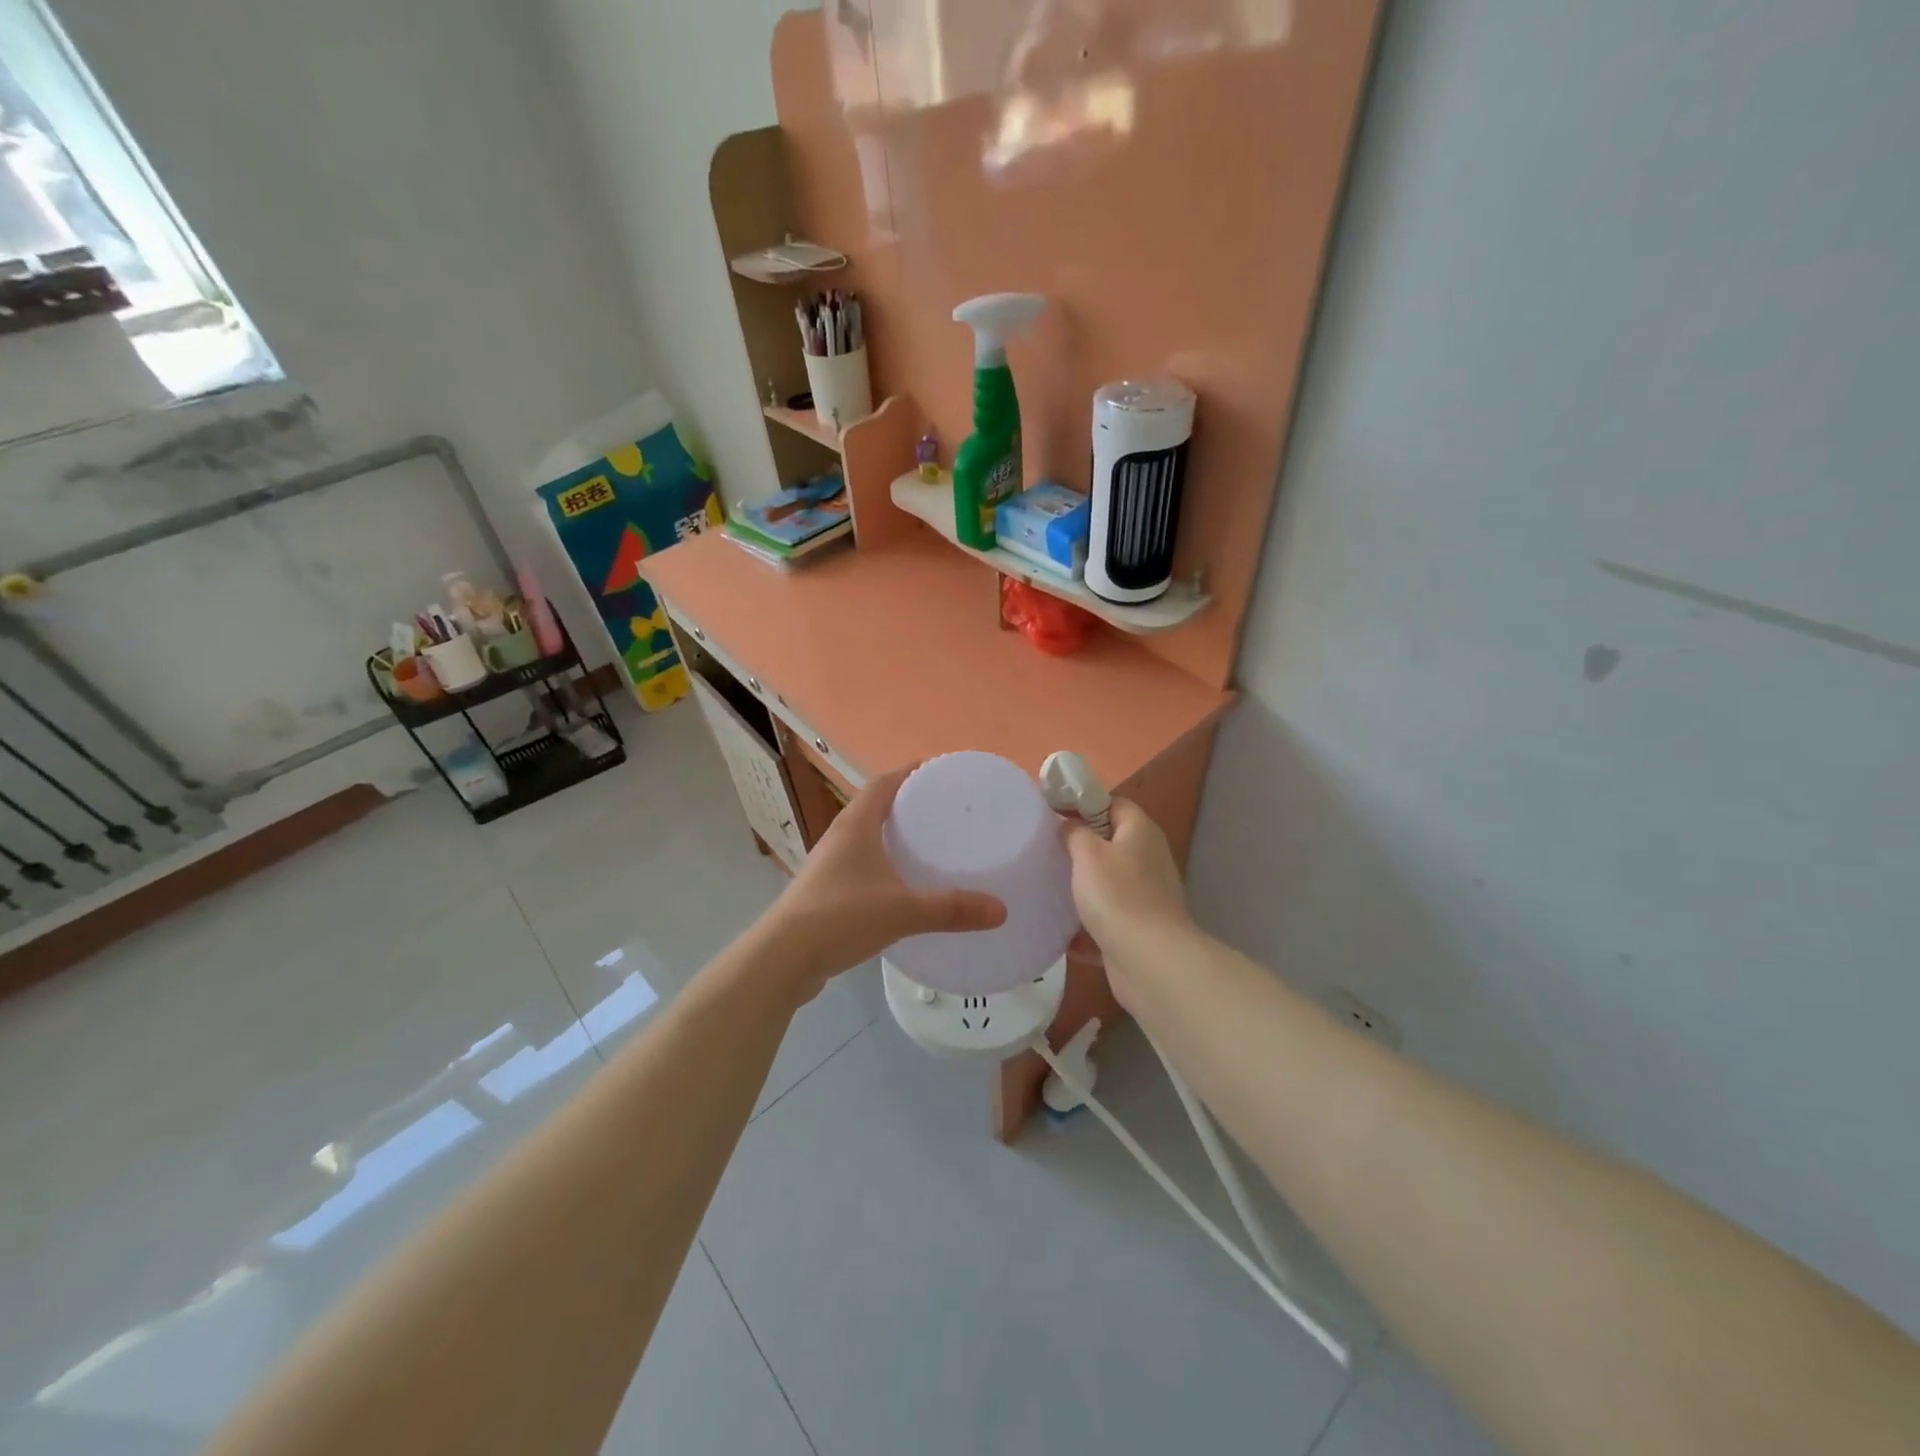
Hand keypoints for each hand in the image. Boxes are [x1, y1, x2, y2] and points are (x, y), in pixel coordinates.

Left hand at [763, 765, 1006, 999]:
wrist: (784, 958)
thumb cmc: (842, 917)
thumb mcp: (903, 910)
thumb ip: (951, 908)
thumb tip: (1000, 910)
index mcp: (855, 825)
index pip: (883, 783)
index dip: (908, 772)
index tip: (937, 772)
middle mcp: (839, 837)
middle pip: (873, 807)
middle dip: (905, 804)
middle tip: (941, 811)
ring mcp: (828, 866)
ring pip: (864, 838)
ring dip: (890, 836)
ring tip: (925, 846)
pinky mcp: (824, 893)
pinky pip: (858, 866)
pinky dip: (881, 866)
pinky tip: (900, 887)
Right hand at [1062, 798, 1188, 1003]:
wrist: (1150, 960)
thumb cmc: (1117, 896)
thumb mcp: (1088, 853)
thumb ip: (1074, 832)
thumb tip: (1069, 825)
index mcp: (1140, 832)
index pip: (1113, 803)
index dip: (1083, 804)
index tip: (1052, 813)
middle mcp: (1148, 858)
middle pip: (1110, 842)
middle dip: (1079, 847)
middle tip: (1046, 850)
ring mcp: (1146, 895)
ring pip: (1107, 882)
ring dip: (1081, 887)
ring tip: (1048, 887)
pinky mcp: (1139, 928)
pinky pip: (1107, 918)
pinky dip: (1086, 924)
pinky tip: (1060, 930)